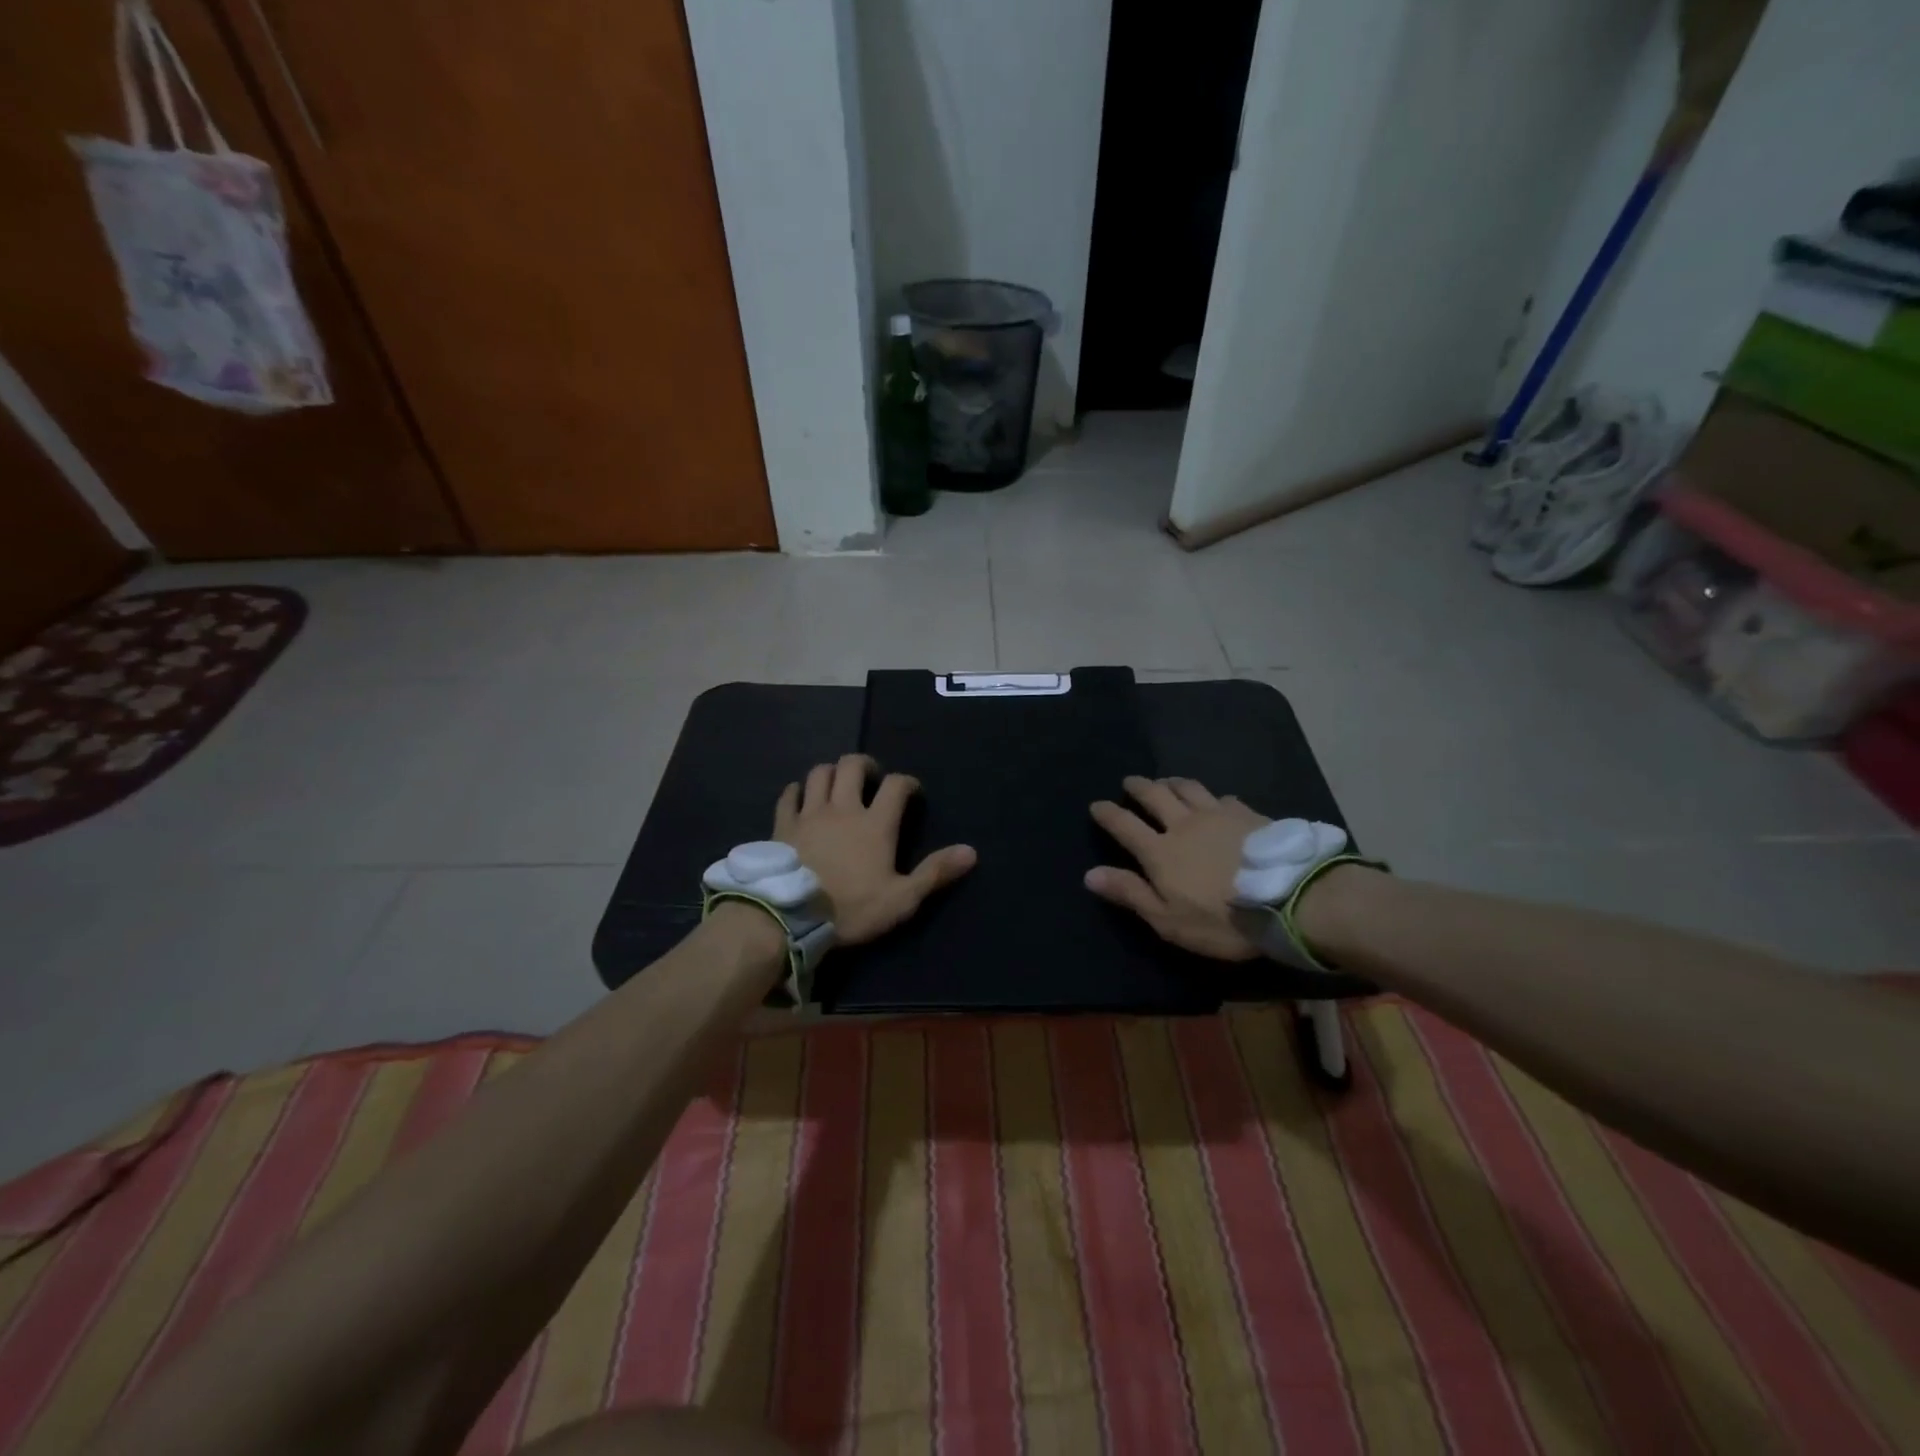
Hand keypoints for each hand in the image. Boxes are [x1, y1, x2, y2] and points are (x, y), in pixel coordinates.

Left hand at [775, 754, 975, 945]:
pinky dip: (797, 791)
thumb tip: (971, 851)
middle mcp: (843, 808)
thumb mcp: (902, 899)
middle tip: (872, 778)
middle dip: (865, 765)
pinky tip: (800, 797)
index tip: (912, 792)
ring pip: (819, 773)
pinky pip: (788, 795)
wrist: (789, 916)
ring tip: (838, 784)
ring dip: (831, 772)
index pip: (896, 785)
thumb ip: (935, 873)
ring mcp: (809, 813)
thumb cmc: (850, 908)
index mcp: (875, 823)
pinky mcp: (783, 825)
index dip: (907, 782)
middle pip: (852, 766)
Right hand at [1087, 776, 1267, 961]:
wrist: (1289, 899)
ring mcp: (1218, 815)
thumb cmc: (1222, 919)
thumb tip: (1090, 874)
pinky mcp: (1248, 815)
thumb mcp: (1169, 919)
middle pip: (1155, 796)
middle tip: (1130, 782)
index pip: (1124, 825)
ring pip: (1188, 788)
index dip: (1108, 813)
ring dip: (1171, 782)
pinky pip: (1223, 797)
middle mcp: (1184, 824)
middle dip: (1138, 787)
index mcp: (1160, 851)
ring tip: (1166, 782)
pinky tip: (1216, 800)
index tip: (1096, 805)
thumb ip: (1130, 893)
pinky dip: (1212, 796)